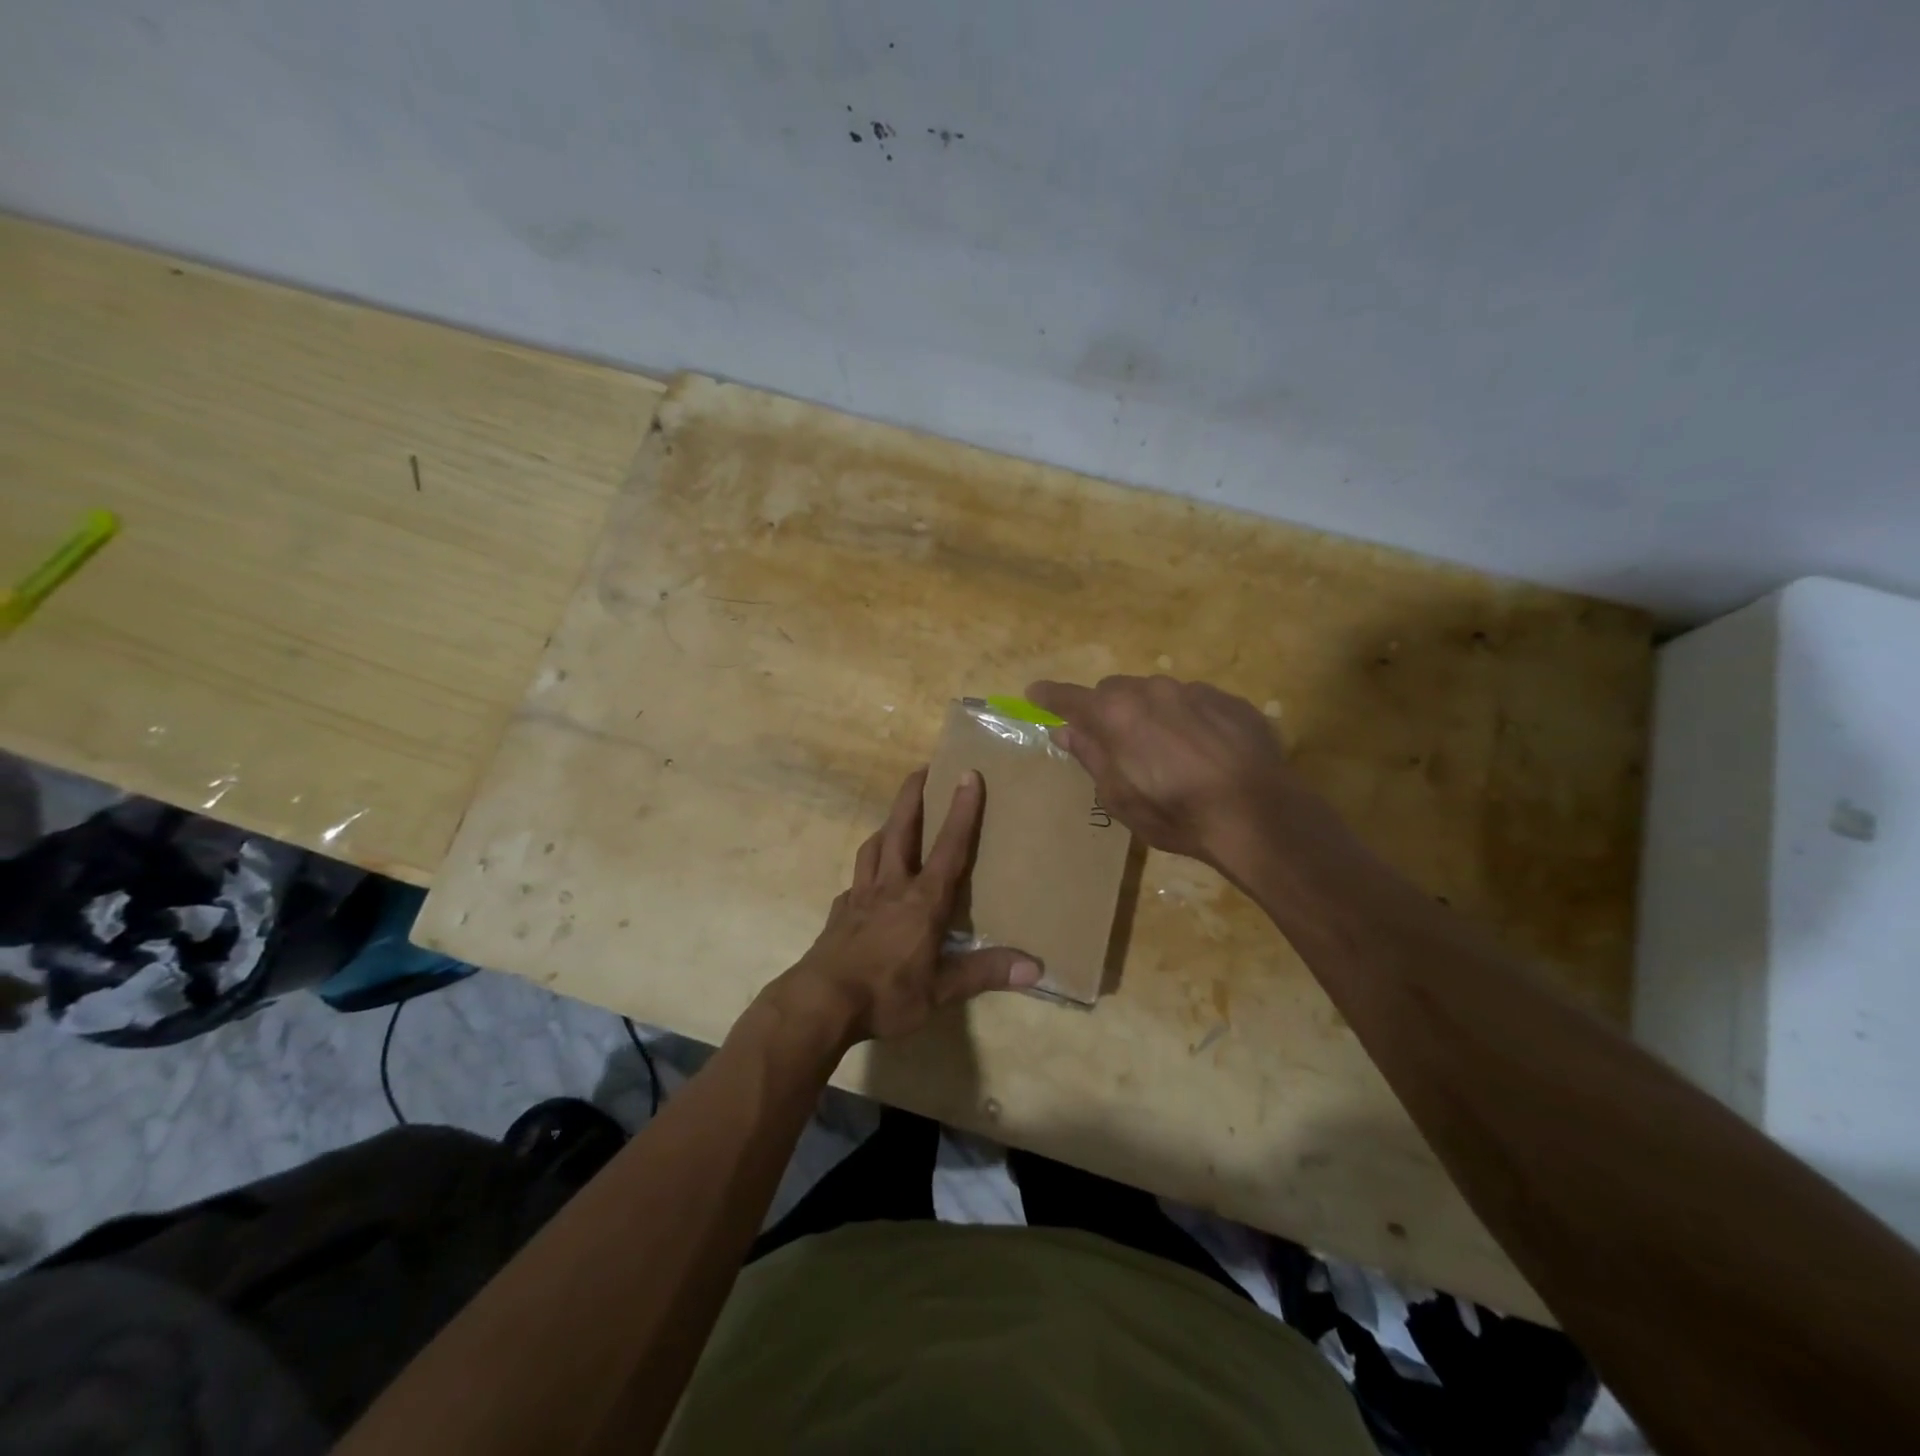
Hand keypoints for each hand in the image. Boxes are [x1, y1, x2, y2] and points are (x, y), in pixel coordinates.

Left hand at [763, 767, 1041, 1047]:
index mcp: (923, 901)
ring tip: (893, 821)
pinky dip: (864, 873)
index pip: (949, 847)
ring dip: (885, 828)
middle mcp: (891, 888)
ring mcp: (860, 897)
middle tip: (920, 770)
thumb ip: (985, 973)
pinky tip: (865, 883)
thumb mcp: (941, 991)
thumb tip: (1035, 968)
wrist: (820, 1003)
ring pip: (873, 849)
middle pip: (900, 831)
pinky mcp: (839, 913)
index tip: (968, 774)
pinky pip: (855, 882)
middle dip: (912, 798)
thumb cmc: (886, 994)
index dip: (962, 811)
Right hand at [1026, 674, 1314, 864]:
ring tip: (1165, 750)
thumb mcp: (1119, 796)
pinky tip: (1203, 750)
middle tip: (1113, 741)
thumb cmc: (1175, 812)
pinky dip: (1187, 718)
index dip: (1049, 696)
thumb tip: (1064, 730)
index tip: (1034, 692)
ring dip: (1150, 713)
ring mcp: (1194, 690)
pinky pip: (1195, 701)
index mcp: (1115, 714)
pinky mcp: (1230, 700)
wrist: (1257, 813)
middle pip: (1114, 690)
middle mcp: (1151, 690)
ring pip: (1157, 693)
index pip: (1069, 697)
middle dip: (1106, 710)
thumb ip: (1090, 756)